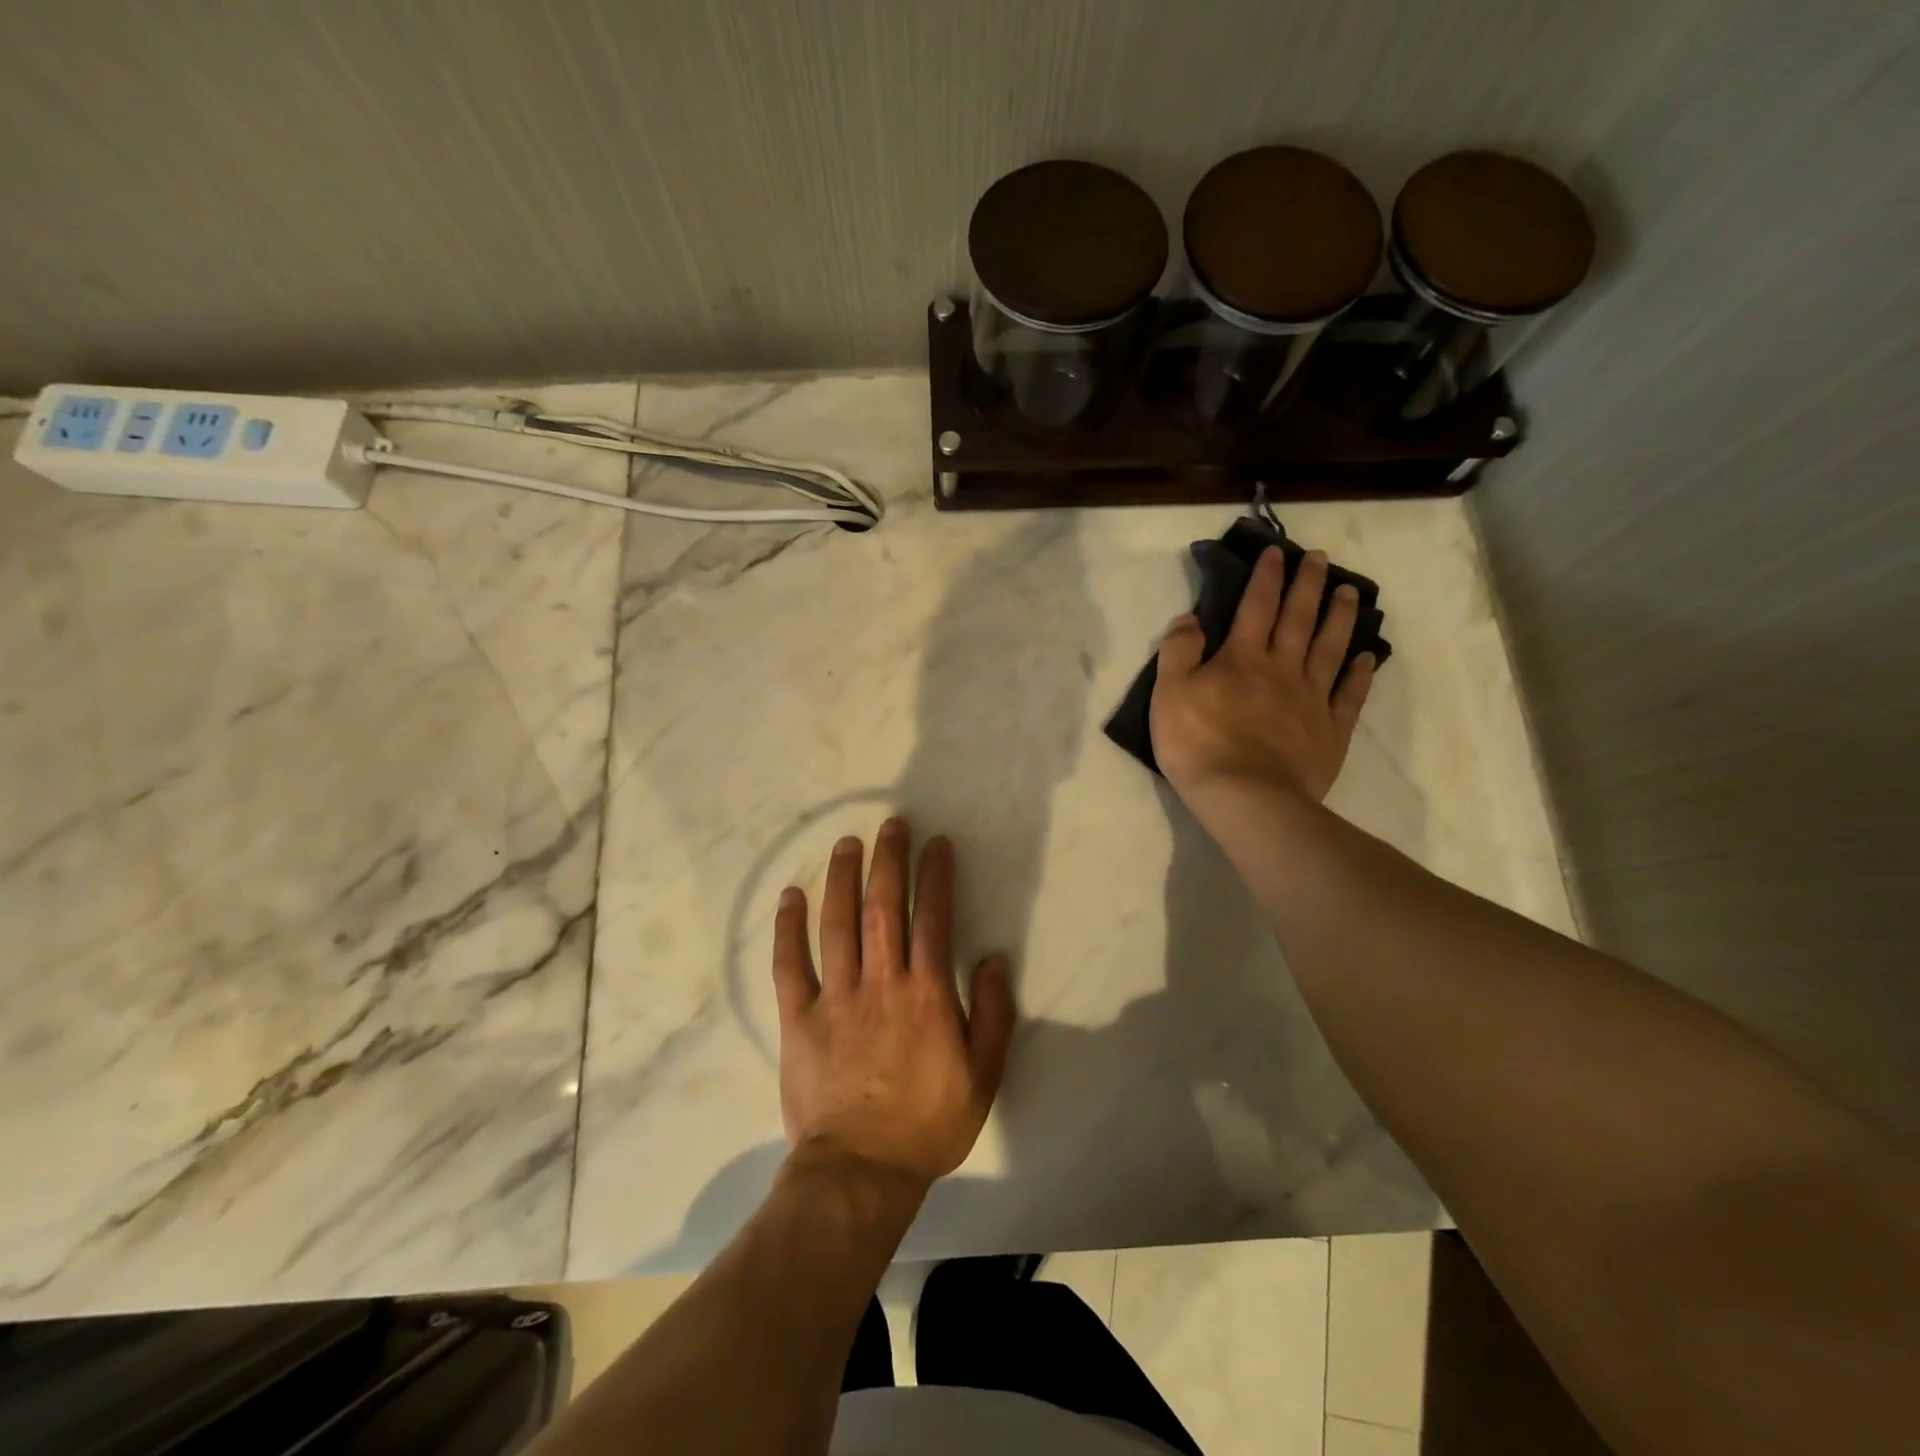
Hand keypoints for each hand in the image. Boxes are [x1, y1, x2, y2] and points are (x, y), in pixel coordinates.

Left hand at [772, 818, 1015, 1190]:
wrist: (860, 1172)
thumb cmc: (928, 1124)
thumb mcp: (984, 1076)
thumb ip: (994, 1014)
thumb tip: (994, 959)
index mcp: (927, 995)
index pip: (933, 918)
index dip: (936, 876)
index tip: (936, 844)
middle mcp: (881, 982)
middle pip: (884, 907)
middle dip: (889, 861)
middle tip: (891, 824)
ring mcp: (836, 997)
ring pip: (837, 924)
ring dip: (843, 878)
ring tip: (847, 843)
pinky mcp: (799, 1018)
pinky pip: (790, 964)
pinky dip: (788, 927)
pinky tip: (791, 895)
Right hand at [1150, 547, 1374, 805]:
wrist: (1244, 796)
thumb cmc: (1197, 744)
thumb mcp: (1168, 693)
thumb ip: (1178, 651)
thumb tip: (1189, 617)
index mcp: (1242, 658)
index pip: (1256, 606)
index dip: (1266, 577)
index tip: (1277, 553)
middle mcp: (1282, 668)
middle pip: (1299, 618)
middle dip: (1309, 585)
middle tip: (1322, 559)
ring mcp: (1311, 699)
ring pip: (1330, 648)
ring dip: (1341, 617)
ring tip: (1351, 592)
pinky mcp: (1330, 730)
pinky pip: (1349, 695)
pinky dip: (1360, 673)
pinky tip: (1367, 657)